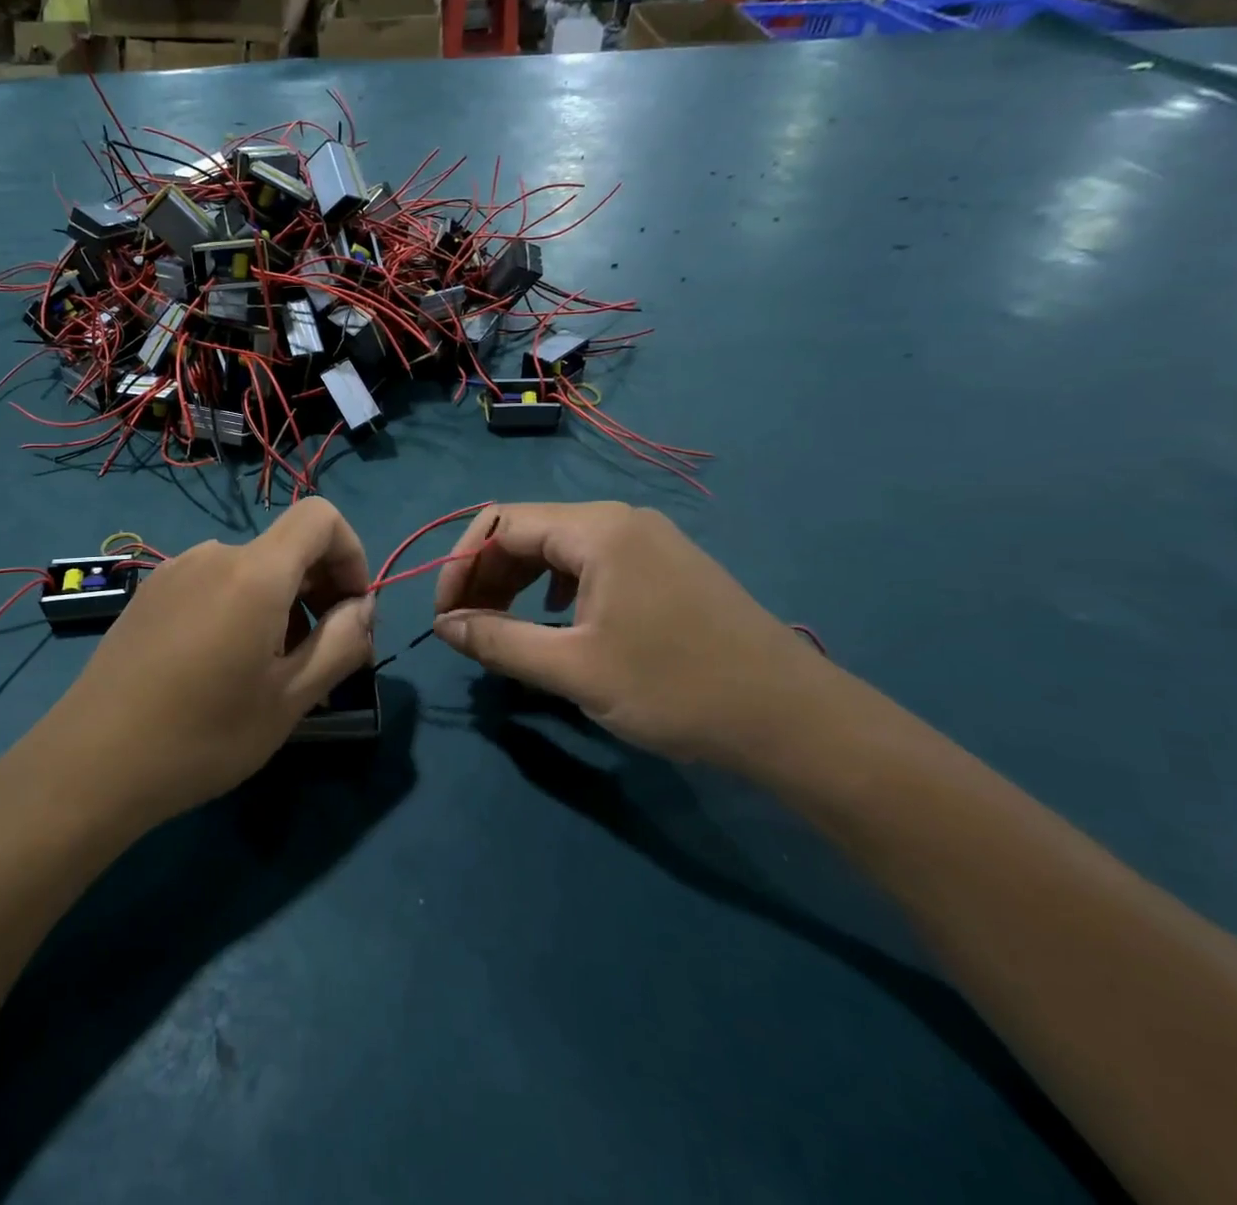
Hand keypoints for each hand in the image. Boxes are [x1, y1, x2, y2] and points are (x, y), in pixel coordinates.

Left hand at [34, 499, 373, 827]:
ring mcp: (174, 572)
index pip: (321, 516)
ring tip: (270, 673)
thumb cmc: (202, 735)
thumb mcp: (290, 699)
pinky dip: (241, 609)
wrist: (90, 765)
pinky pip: (214, 584)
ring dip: (280, 605)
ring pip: (251, 570)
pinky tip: (222, 668)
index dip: (351, 554)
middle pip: (286, 546)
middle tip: (321, 657)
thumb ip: (343, 643)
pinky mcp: (149, 595)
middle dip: (320, 589)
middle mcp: (213, 555)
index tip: (352, 611)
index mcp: (254, 572)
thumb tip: (363, 608)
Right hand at [432, 503, 830, 765]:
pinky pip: (590, 561)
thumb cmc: (675, 687)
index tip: (445, 618)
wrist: (792, 718)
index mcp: (596, 529)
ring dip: (518, 582)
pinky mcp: (664, 565)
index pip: (500, 524)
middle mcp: (619, 519)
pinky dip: (555, 586)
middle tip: (469, 627)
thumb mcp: (574, 669)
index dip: (460, 566)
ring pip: (558, 547)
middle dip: (486, 575)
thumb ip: (499, 643)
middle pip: (527, 530)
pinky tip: (557, 618)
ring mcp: (647, 540)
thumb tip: (445, 627)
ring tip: (503, 626)